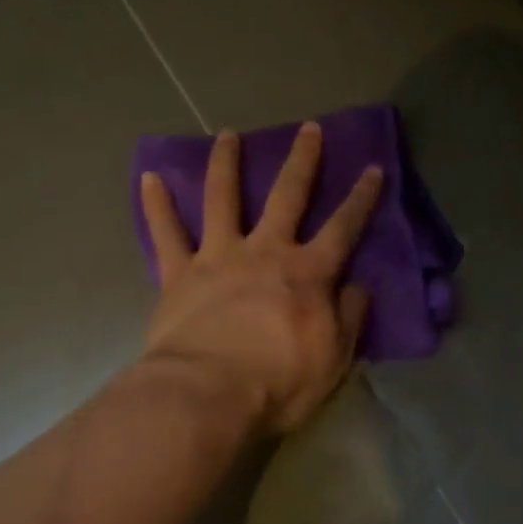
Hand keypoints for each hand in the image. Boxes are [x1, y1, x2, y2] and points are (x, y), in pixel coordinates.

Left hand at [139, 123, 382, 434]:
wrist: (207, 395)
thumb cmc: (279, 382)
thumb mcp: (334, 357)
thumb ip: (349, 316)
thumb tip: (358, 286)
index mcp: (308, 273)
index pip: (343, 227)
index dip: (361, 198)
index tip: (373, 167)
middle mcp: (265, 251)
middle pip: (287, 196)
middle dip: (301, 160)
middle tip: (308, 128)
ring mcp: (218, 257)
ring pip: (222, 198)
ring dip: (227, 163)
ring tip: (228, 134)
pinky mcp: (179, 274)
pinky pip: (166, 233)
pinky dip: (156, 205)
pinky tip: (149, 177)